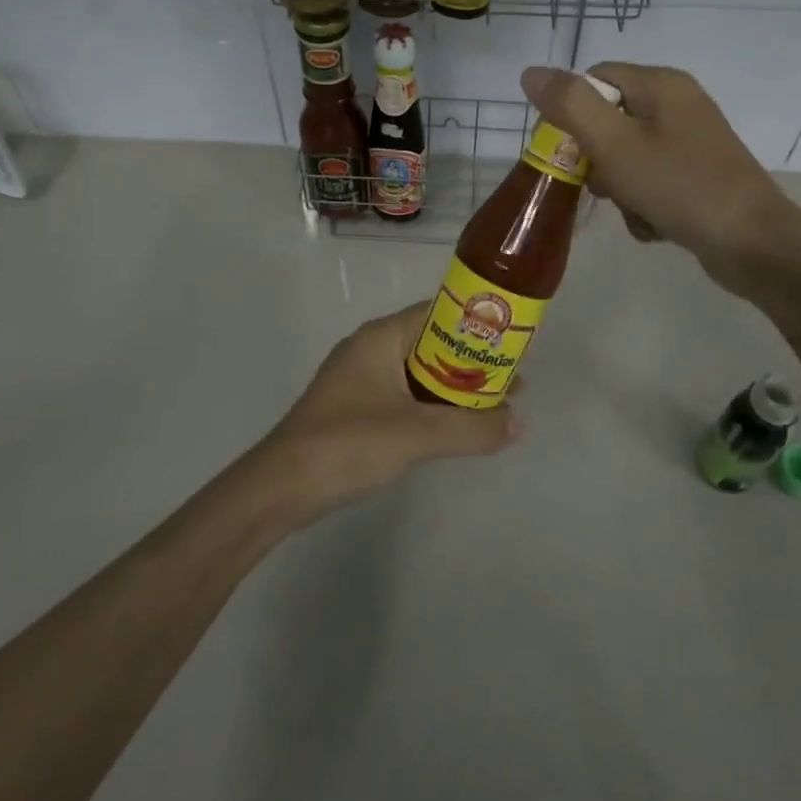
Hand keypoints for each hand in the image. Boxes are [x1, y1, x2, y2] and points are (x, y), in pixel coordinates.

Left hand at [253, 301, 520, 523]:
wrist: (282, 486)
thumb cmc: (349, 443)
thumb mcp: (417, 434)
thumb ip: (471, 428)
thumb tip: (518, 424)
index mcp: (381, 337)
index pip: (438, 313)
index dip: (477, 326)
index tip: (512, 343)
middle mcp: (370, 349)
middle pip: (433, 344)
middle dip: (473, 363)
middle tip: (513, 382)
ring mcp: (360, 380)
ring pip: (420, 374)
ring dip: (456, 389)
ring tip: (495, 407)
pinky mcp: (356, 409)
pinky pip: (405, 397)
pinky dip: (433, 407)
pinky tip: (456, 428)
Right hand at [520, 63, 797, 296]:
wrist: (753, 243)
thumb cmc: (679, 186)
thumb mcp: (615, 144)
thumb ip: (570, 105)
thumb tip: (530, 73)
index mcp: (660, 84)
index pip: (594, 80)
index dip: (571, 114)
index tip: (566, 153)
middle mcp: (678, 104)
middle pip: (609, 120)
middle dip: (598, 160)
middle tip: (604, 186)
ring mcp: (691, 141)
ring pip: (627, 156)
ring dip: (620, 189)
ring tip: (635, 210)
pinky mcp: (698, 174)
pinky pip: (651, 181)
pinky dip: (644, 204)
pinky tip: (654, 225)